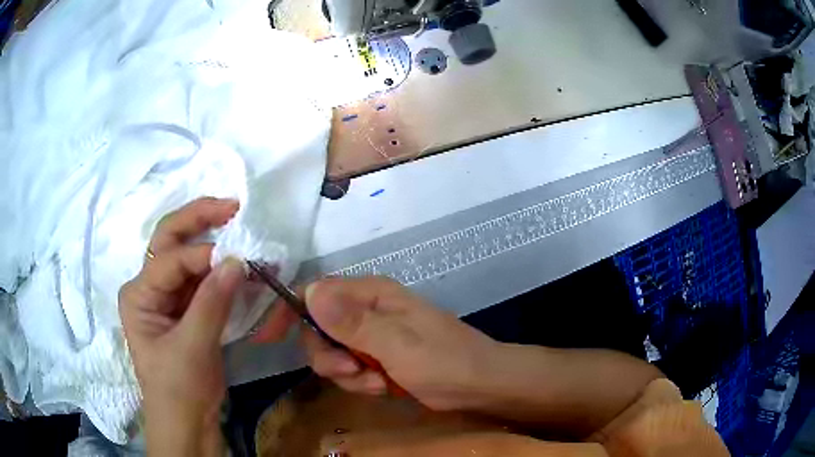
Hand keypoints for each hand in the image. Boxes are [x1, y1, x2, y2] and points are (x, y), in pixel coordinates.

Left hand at [119, 197, 244, 455]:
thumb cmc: (178, 388)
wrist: (186, 421)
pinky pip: (203, 280)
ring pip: (188, 257)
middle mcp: (148, 287)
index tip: (240, 259)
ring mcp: (167, 296)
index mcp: (138, 293)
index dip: (204, 255)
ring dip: (214, 243)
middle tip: (232, 205)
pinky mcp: (186, 309)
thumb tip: (238, 260)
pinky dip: (221, 271)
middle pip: (170, 241)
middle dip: (199, 219)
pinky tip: (239, 264)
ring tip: (240, 228)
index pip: (171, 260)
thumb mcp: (192, 348)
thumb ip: (212, 303)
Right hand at [253, 277, 501, 410]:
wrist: (480, 385)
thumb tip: (310, 292)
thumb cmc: (445, 362)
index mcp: (371, 295)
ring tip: (377, 383)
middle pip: (318, 329)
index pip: (315, 292)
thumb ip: (353, 322)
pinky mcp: (377, 357)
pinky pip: (349, 369)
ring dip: (347, 374)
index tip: (269, 337)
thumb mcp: (397, 345)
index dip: (290, 312)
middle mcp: (367, 310)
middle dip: (329, 357)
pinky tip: (383, 387)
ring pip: (332, 353)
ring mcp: (372, 335)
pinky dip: (359, 382)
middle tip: (353, 372)